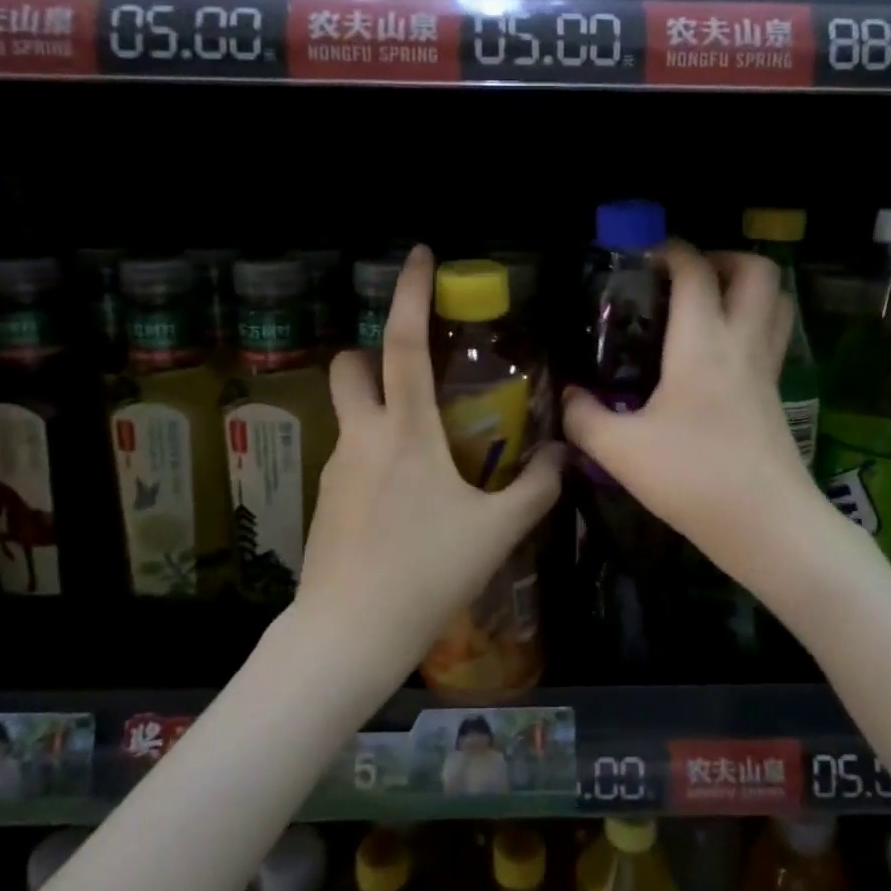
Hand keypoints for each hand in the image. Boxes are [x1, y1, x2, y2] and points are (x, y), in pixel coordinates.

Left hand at [294, 246, 564, 694]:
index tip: (418, 255)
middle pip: (351, 366)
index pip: (400, 344)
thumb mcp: (495, 532)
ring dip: (382, 407)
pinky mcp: (326, 499)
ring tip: (430, 449)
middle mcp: (362, 437)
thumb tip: (564, 455)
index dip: (408, 294)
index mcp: (404, 432)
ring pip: (352, 412)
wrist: (347, 634)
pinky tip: (409, 496)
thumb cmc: (425, 574)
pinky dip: (378, 451)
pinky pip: (353, 453)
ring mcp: (336, 468)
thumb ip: (536, 488)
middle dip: (375, 351)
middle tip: (417, 371)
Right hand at [562, 240, 821, 583]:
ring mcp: (767, 371)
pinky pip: (773, 340)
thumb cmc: (693, 478)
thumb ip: (584, 418)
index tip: (647, 256)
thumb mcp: (620, 450)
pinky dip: (753, 326)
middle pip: (759, 272)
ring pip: (778, 304)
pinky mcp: (777, 398)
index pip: (696, 273)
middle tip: (689, 276)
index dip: (673, 252)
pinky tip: (718, 357)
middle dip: (726, 258)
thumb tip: (569, 397)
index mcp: (703, 343)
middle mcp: (742, 344)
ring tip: (710, 304)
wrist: (768, 526)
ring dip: (748, 289)